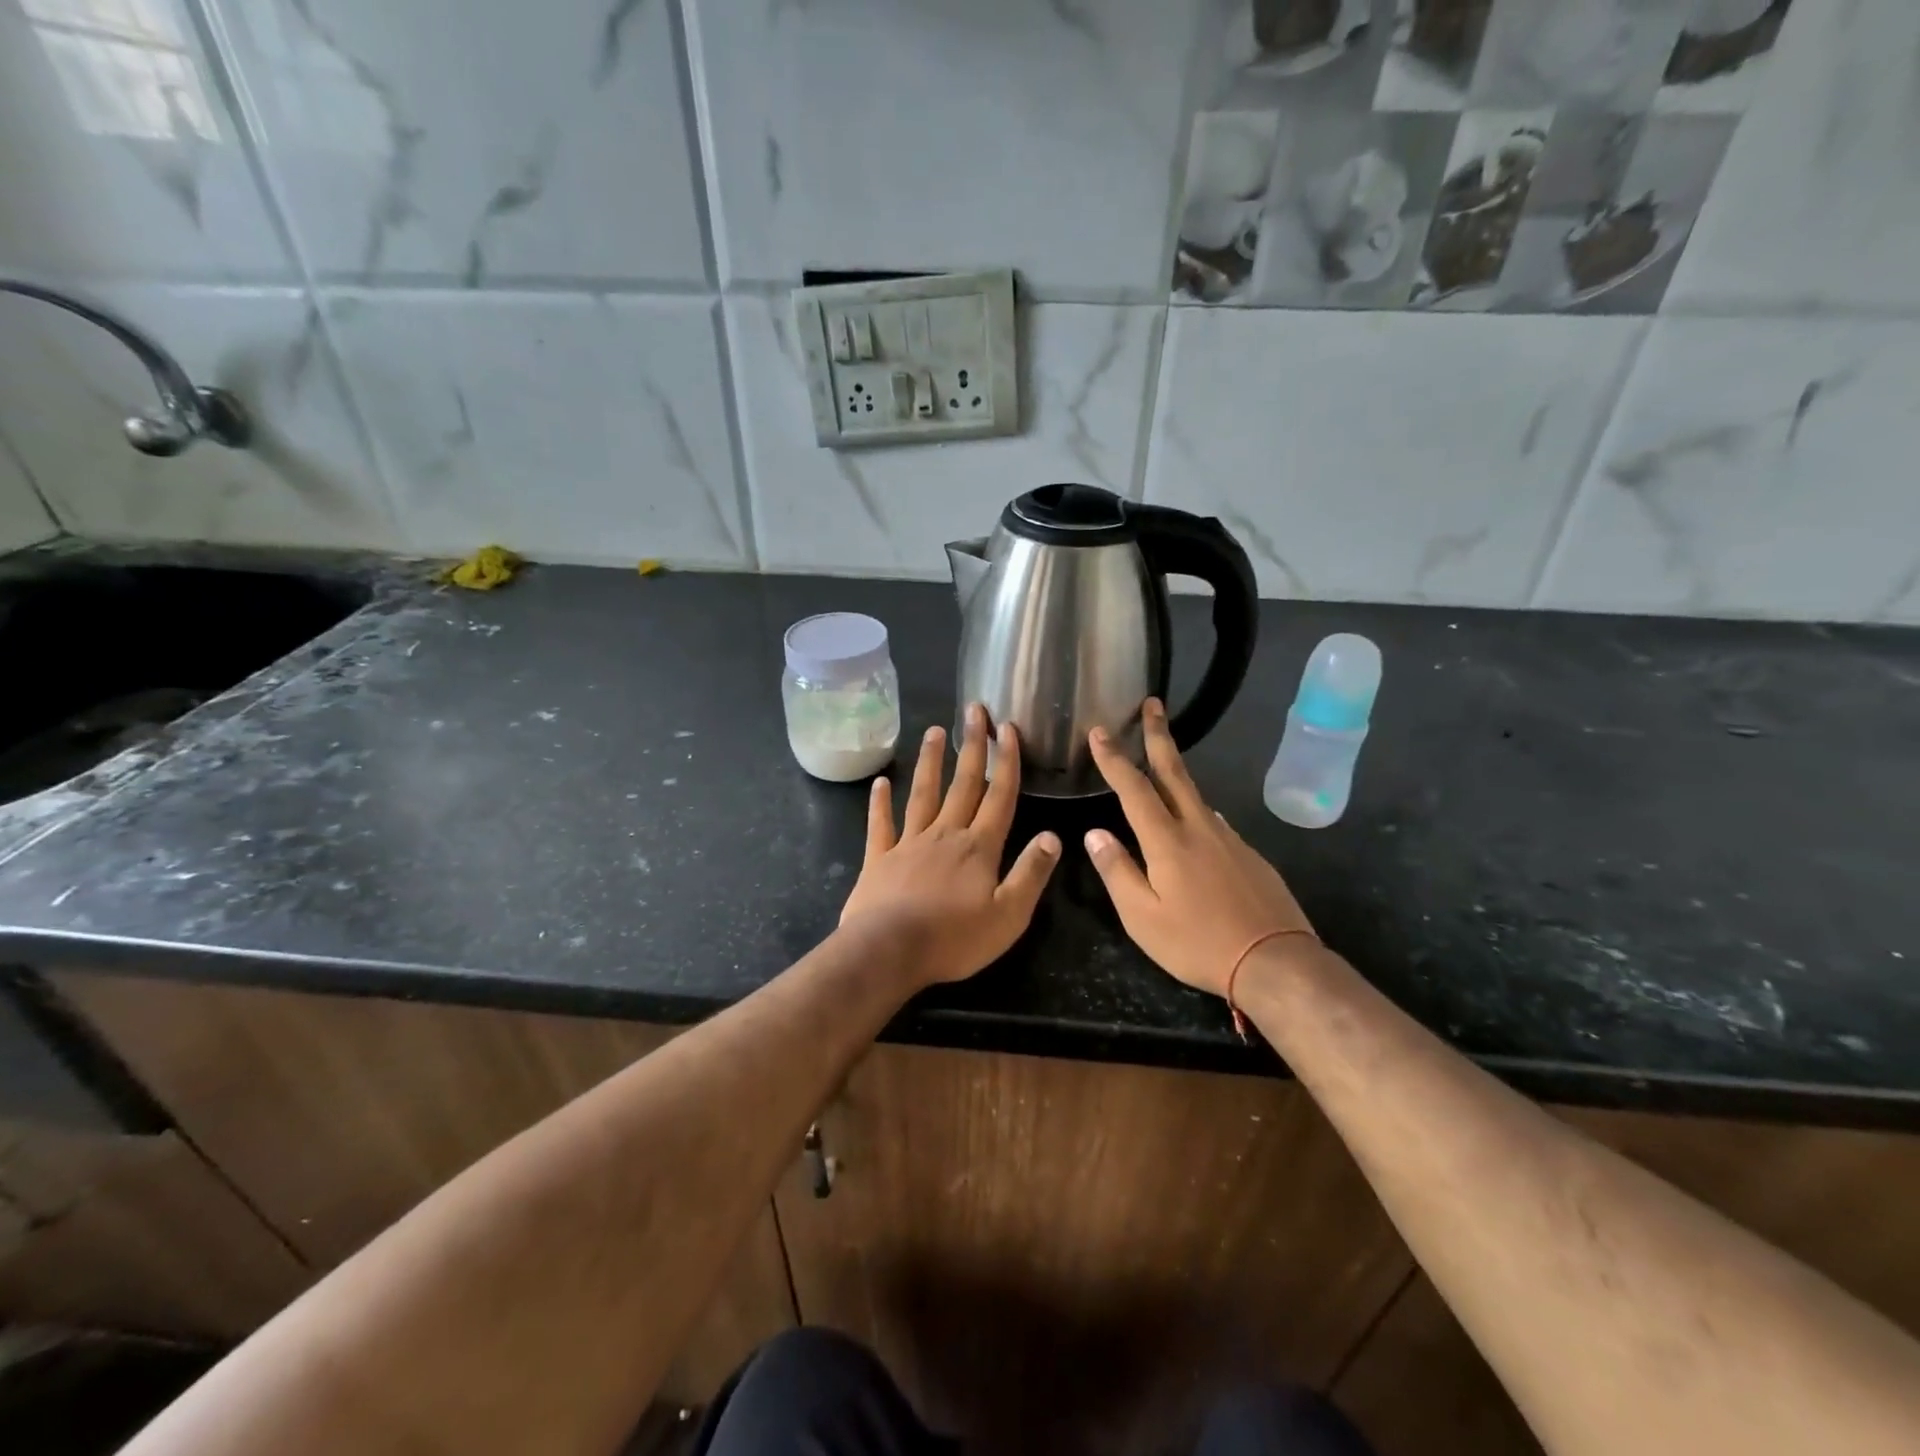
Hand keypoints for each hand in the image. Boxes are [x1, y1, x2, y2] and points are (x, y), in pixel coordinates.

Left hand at [839, 703, 1061, 987]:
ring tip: (934, 731)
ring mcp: (908, 843)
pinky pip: (880, 825)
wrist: (889, 951)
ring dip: (930, 762)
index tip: (1008, 728)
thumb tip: (1053, 836)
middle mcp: (945, 834)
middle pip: (963, 784)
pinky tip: (881, 783)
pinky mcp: (879, 859)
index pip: (999, 796)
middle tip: (974, 710)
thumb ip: (1031, 873)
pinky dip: (880, 803)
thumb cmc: (954, 938)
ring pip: (923, 794)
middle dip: (972, 746)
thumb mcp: (1009, 915)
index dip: (1006, 761)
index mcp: (979, 847)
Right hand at [1084, 698, 1314, 997]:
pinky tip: (1193, 821)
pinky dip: (1196, 808)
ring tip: (1162, 758)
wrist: (1275, 961)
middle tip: (1153, 703)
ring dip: (1176, 768)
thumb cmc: (1198, 943)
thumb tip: (1094, 834)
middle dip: (1158, 735)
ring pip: (1196, 794)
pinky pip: (1214, 820)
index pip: (1134, 788)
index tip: (1099, 731)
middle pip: (1174, 771)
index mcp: (1167, 841)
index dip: (1114, 758)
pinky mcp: (1249, 853)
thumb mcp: (1143, 918)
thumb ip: (1117, 872)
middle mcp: (1199, 828)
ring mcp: (1228, 838)